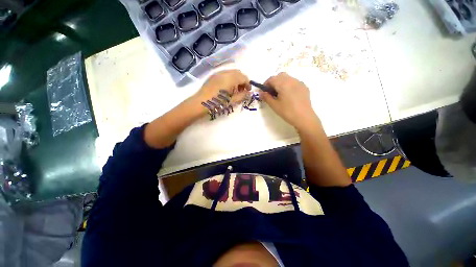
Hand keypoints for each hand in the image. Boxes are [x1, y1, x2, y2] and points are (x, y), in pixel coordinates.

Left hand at [193, 70, 250, 105]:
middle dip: (242, 80)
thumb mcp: (231, 101)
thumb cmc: (217, 103)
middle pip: (238, 73)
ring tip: (235, 90)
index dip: (248, 83)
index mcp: (230, 78)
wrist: (201, 103)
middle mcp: (225, 72)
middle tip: (242, 90)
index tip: (248, 91)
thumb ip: (242, 96)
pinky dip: (229, 78)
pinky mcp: (213, 76)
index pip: (243, 77)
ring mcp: (218, 73)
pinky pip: (225, 74)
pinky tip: (227, 87)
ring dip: (236, 79)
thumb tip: (248, 93)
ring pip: (231, 72)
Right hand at [260, 72, 318, 129]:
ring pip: (287, 78)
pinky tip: (288, 95)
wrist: (304, 118)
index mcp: (283, 83)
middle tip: (271, 93)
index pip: (271, 79)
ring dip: (281, 83)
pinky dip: (288, 85)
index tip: (263, 92)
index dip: (265, 85)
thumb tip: (260, 93)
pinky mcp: (304, 87)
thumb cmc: (287, 112)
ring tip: (279, 94)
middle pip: (279, 76)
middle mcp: (291, 80)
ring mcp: (299, 83)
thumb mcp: (274, 105)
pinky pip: (294, 82)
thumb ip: (266, 97)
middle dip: (273, 82)